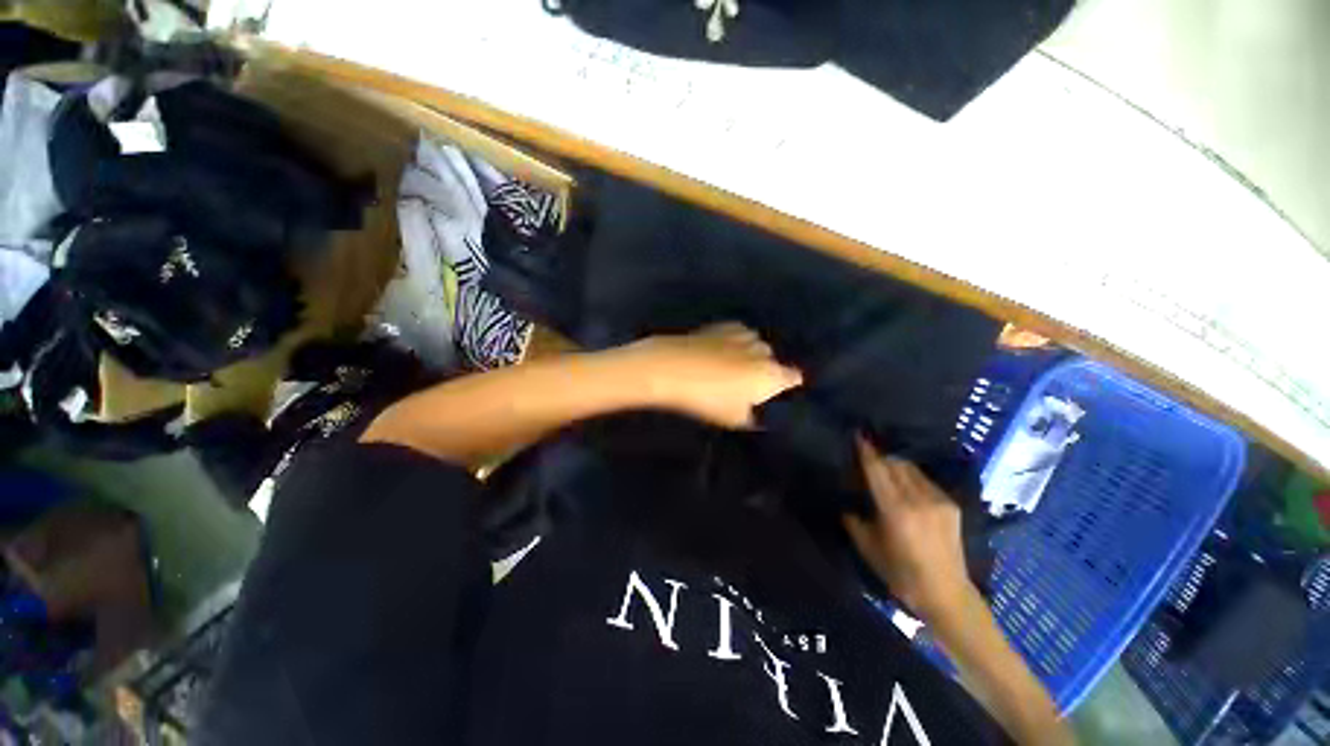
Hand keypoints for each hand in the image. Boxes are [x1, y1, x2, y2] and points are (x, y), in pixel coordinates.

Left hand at [624, 322, 802, 428]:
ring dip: (749, 355)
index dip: (787, 386)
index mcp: (770, 374)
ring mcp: (743, 335)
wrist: (672, 367)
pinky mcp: (723, 326)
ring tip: (730, 368)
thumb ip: (752, 414)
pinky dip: (735, 343)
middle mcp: (763, 351)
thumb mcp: (733, 418)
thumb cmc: (706, 398)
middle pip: (772, 361)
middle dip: (764, 370)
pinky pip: (738, 335)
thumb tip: (755, 409)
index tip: (778, 393)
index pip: (793, 377)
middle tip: (746, 385)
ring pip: (756, 345)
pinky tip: (719, 352)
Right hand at [845, 438, 978, 620]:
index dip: (866, 451)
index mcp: (896, 510)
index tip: (857, 435)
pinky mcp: (950, 505)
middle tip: (866, 452)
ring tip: (883, 465)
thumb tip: (846, 502)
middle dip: (879, 455)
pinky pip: (924, 480)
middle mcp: (919, 499)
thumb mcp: (867, 547)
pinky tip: (903, 483)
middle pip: (895, 464)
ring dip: (895, 463)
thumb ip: (853, 520)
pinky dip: (909, 476)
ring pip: (911, 469)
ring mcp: (938, 500)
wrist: (947, 594)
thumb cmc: (900, 574)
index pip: (877, 470)